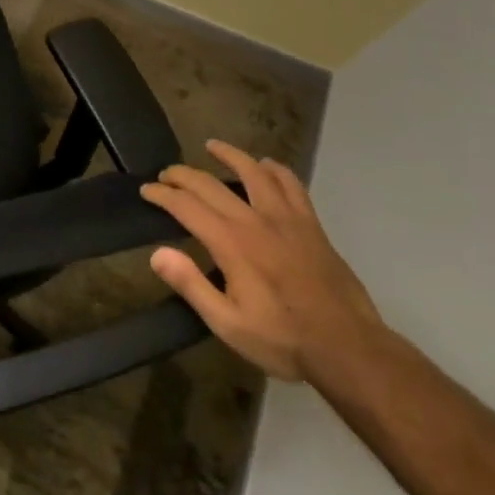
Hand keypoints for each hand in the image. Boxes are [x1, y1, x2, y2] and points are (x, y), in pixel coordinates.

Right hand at [142, 139, 382, 382]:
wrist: (348, 348)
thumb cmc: (283, 339)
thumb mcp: (227, 324)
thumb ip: (191, 285)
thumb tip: (157, 254)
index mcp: (230, 243)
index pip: (186, 206)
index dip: (162, 195)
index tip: (146, 190)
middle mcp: (255, 220)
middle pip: (210, 184)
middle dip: (183, 175)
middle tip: (166, 174)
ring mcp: (286, 219)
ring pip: (253, 172)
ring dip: (229, 155)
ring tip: (212, 146)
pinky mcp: (310, 225)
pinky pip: (291, 185)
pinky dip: (275, 170)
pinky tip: (266, 165)